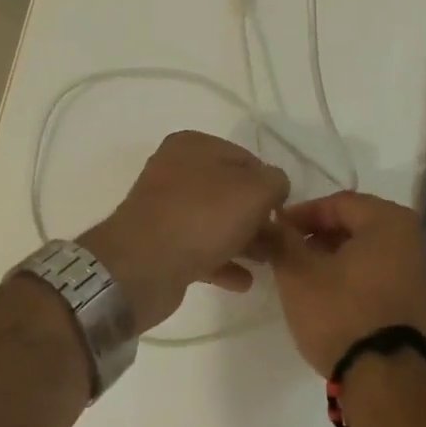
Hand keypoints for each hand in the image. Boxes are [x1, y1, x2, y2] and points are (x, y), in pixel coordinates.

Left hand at [80, 131, 290, 333]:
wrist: (142, 265)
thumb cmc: (203, 217)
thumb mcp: (255, 190)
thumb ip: (275, 181)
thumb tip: (274, 187)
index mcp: (193, 145)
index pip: (245, 159)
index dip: (269, 185)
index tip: (283, 212)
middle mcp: (175, 170)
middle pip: (229, 192)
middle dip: (257, 217)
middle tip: (278, 242)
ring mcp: (164, 208)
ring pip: (215, 221)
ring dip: (243, 241)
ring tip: (267, 263)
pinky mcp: (158, 243)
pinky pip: (199, 248)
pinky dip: (222, 261)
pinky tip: (243, 281)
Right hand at [272, 191, 425, 374]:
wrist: (386, 380)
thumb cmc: (341, 313)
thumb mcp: (298, 274)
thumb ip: (281, 241)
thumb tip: (269, 224)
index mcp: (391, 220)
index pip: (338, 203)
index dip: (302, 214)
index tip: (276, 230)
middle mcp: (415, 238)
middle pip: (356, 224)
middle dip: (319, 236)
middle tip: (288, 252)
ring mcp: (422, 271)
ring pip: (368, 250)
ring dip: (335, 257)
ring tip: (305, 276)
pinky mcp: (419, 301)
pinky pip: (381, 274)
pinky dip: (355, 276)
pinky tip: (331, 295)